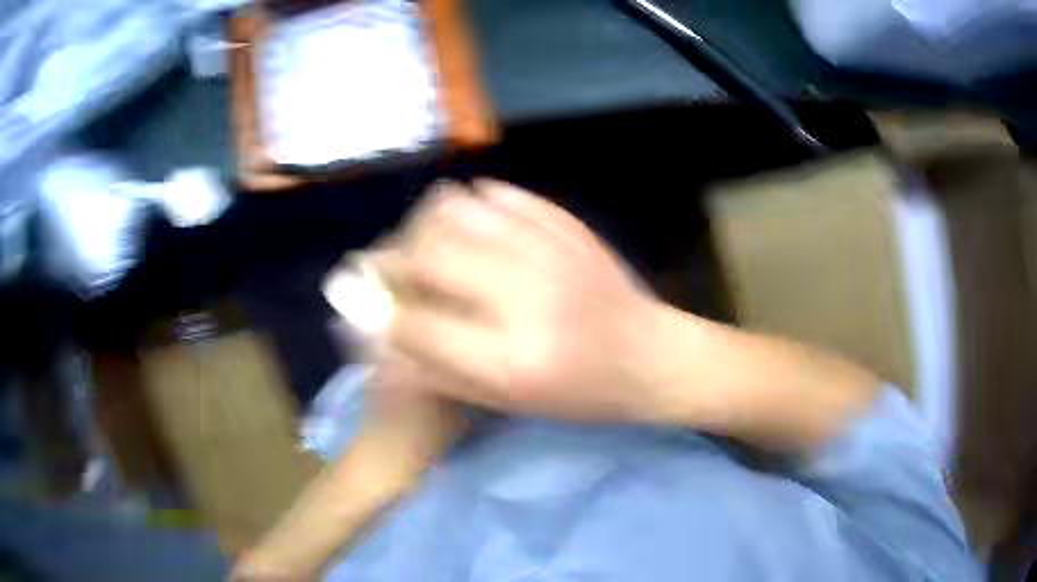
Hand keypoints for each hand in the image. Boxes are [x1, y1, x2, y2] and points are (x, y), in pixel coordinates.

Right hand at [375, 179, 673, 422]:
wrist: (651, 355)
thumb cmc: (581, 394)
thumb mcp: (508, 401)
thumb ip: (438, 371)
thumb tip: (379, 337)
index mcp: (511, 358)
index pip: (414, 325)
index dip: (380, 314)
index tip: (367, 305)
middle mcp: (526, 295)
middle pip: (428, 253)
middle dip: (394, 260)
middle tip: (393, 268)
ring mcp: (548, 249)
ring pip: (455, 210)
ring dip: (424, 225)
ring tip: (426, 243)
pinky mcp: (566, 223)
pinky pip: (497, 194)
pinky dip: (468, 205)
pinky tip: (469, 225)